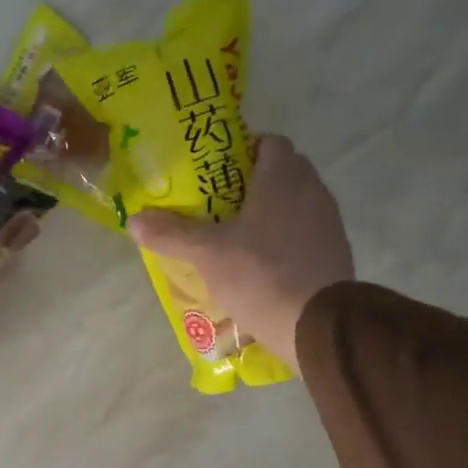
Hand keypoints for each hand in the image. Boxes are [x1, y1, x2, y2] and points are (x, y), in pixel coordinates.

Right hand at [128, 135, 352, 369]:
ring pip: (294, 205)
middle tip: (216, 206)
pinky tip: (261, 264)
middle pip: (281, 173)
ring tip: (234, 237)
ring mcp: (328, 222)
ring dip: (268, 215)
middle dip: (250, 185)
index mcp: (283, 176)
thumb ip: (171, 234)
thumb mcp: (207, 254)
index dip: (241, 151)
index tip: (214, 174)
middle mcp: (312, 189)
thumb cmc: (261, 274)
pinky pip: (304, 234)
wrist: (317, 325)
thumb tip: (133, 220)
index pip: (268, 142)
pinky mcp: (335, 252)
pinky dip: (284, 241)